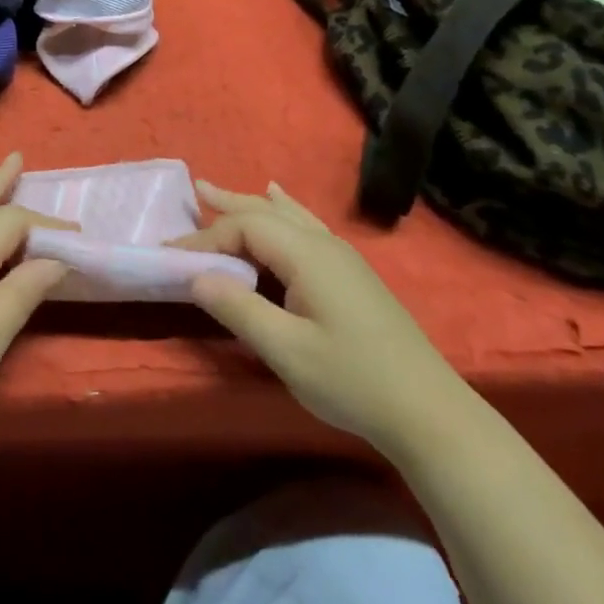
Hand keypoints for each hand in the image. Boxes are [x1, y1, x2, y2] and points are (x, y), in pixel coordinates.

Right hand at [173, 181, 470, 461]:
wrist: (431, 413)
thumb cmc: (353, 381)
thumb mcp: (286, 351)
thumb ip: (238, 308)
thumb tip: (197, 276)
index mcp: (306, 254)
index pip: (245, 228)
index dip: (206, 238)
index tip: (172, 255)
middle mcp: (323, 244)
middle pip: (266, 212)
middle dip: (228, 203)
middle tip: (197, 190)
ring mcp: (342, 257)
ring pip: (287, 216)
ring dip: (252, 203)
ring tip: (225, 191)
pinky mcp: (352, 275)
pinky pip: (306, 226)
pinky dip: (284, 211)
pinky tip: (284, 203)